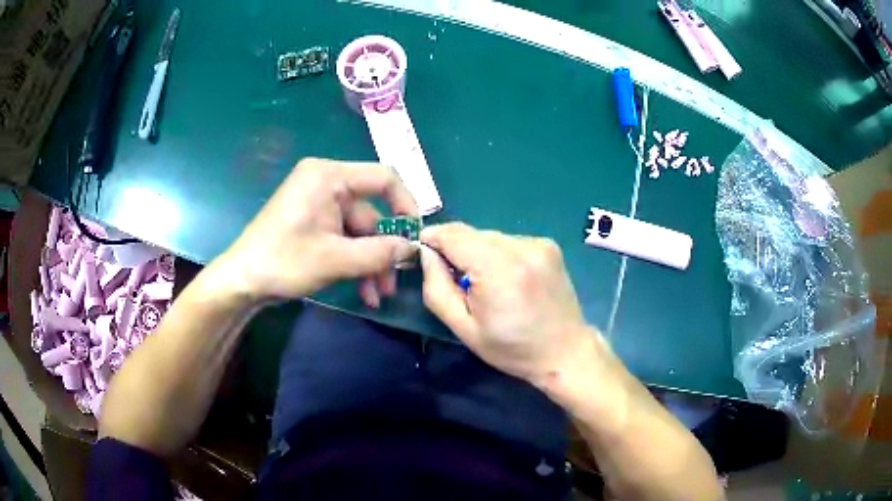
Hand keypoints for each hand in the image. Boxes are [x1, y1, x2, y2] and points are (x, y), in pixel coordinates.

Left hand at [221, 158, 417, 305]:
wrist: (242, 280)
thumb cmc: (285, 262)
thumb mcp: (337, 259)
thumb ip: (380, 252)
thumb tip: (414, 248)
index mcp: (329, 176)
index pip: (383, 178)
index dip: (406, 205)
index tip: (415, 236)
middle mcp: (325, 181)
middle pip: (370, 212)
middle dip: (382, 251)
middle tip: (391, 284)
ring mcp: (317, 201)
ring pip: (358, 231)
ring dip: (369, 262)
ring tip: (375, 295)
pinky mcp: (311, 219)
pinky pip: (342, 236)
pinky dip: (353, 259)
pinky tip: (361, 289)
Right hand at [420, 222, 595, 385]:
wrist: (565, 352)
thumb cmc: (512, 348)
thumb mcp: (464, 328)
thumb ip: (437, 288)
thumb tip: (427, 253)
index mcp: (499, 269)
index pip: (453, 234)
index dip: (432, 239)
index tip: (423, 254)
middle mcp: (521, 247)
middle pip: (471, 233)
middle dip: (455, 249)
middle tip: (456, 280)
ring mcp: (539, 243)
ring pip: (489, 236)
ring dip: (478, 252)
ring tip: (485, 283)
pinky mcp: (548, 245)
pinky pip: (509, 241)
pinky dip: (499, 254)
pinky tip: (507, 279)